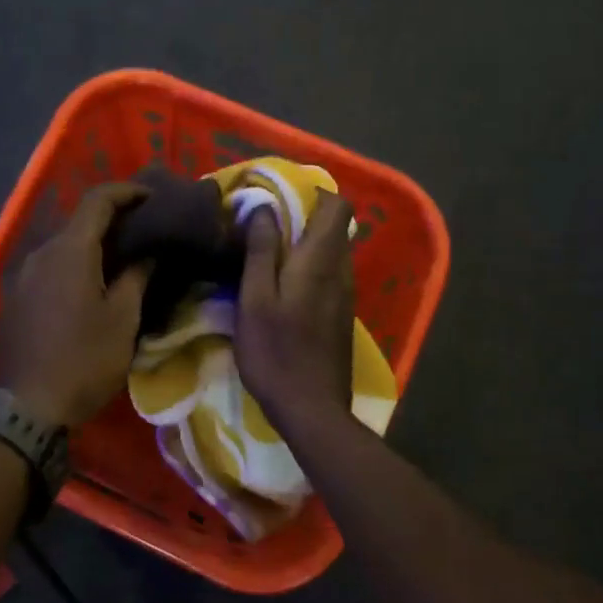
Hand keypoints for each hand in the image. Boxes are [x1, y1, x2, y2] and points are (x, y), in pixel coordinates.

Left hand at [0, 183, 152, 426]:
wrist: (27, 408)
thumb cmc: (84, 360)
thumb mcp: (122, 319)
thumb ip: (137, 276)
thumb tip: (148, 253)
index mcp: (70, 250)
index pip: (97, 200)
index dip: (127, 191)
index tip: (153, 197)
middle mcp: (40, 253)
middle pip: (78, 222)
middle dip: (112, 220)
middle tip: (144, 231)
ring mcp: (22, 276)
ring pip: (62, 246)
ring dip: (91, 245)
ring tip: (121, 260)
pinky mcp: (14, 299)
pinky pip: (48, 268)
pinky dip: (72, 266)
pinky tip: (89, 287)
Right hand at [235, 190, 355, 429]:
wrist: (312, 409)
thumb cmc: (277, 352)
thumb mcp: (256, 299)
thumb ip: (262, 251)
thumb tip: (266, 208)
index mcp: (322, 260)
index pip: (337, 206)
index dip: (313, 193)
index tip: (279, 197)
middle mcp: (342, 271)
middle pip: (335, 227)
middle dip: (304, 216)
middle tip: (265, 225)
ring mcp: (346, 295)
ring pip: (332, 252)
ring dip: (305, 243)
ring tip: (268, 253)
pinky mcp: (341, 315)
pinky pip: (330, 274)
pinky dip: (310, 267)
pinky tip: (282, 286)